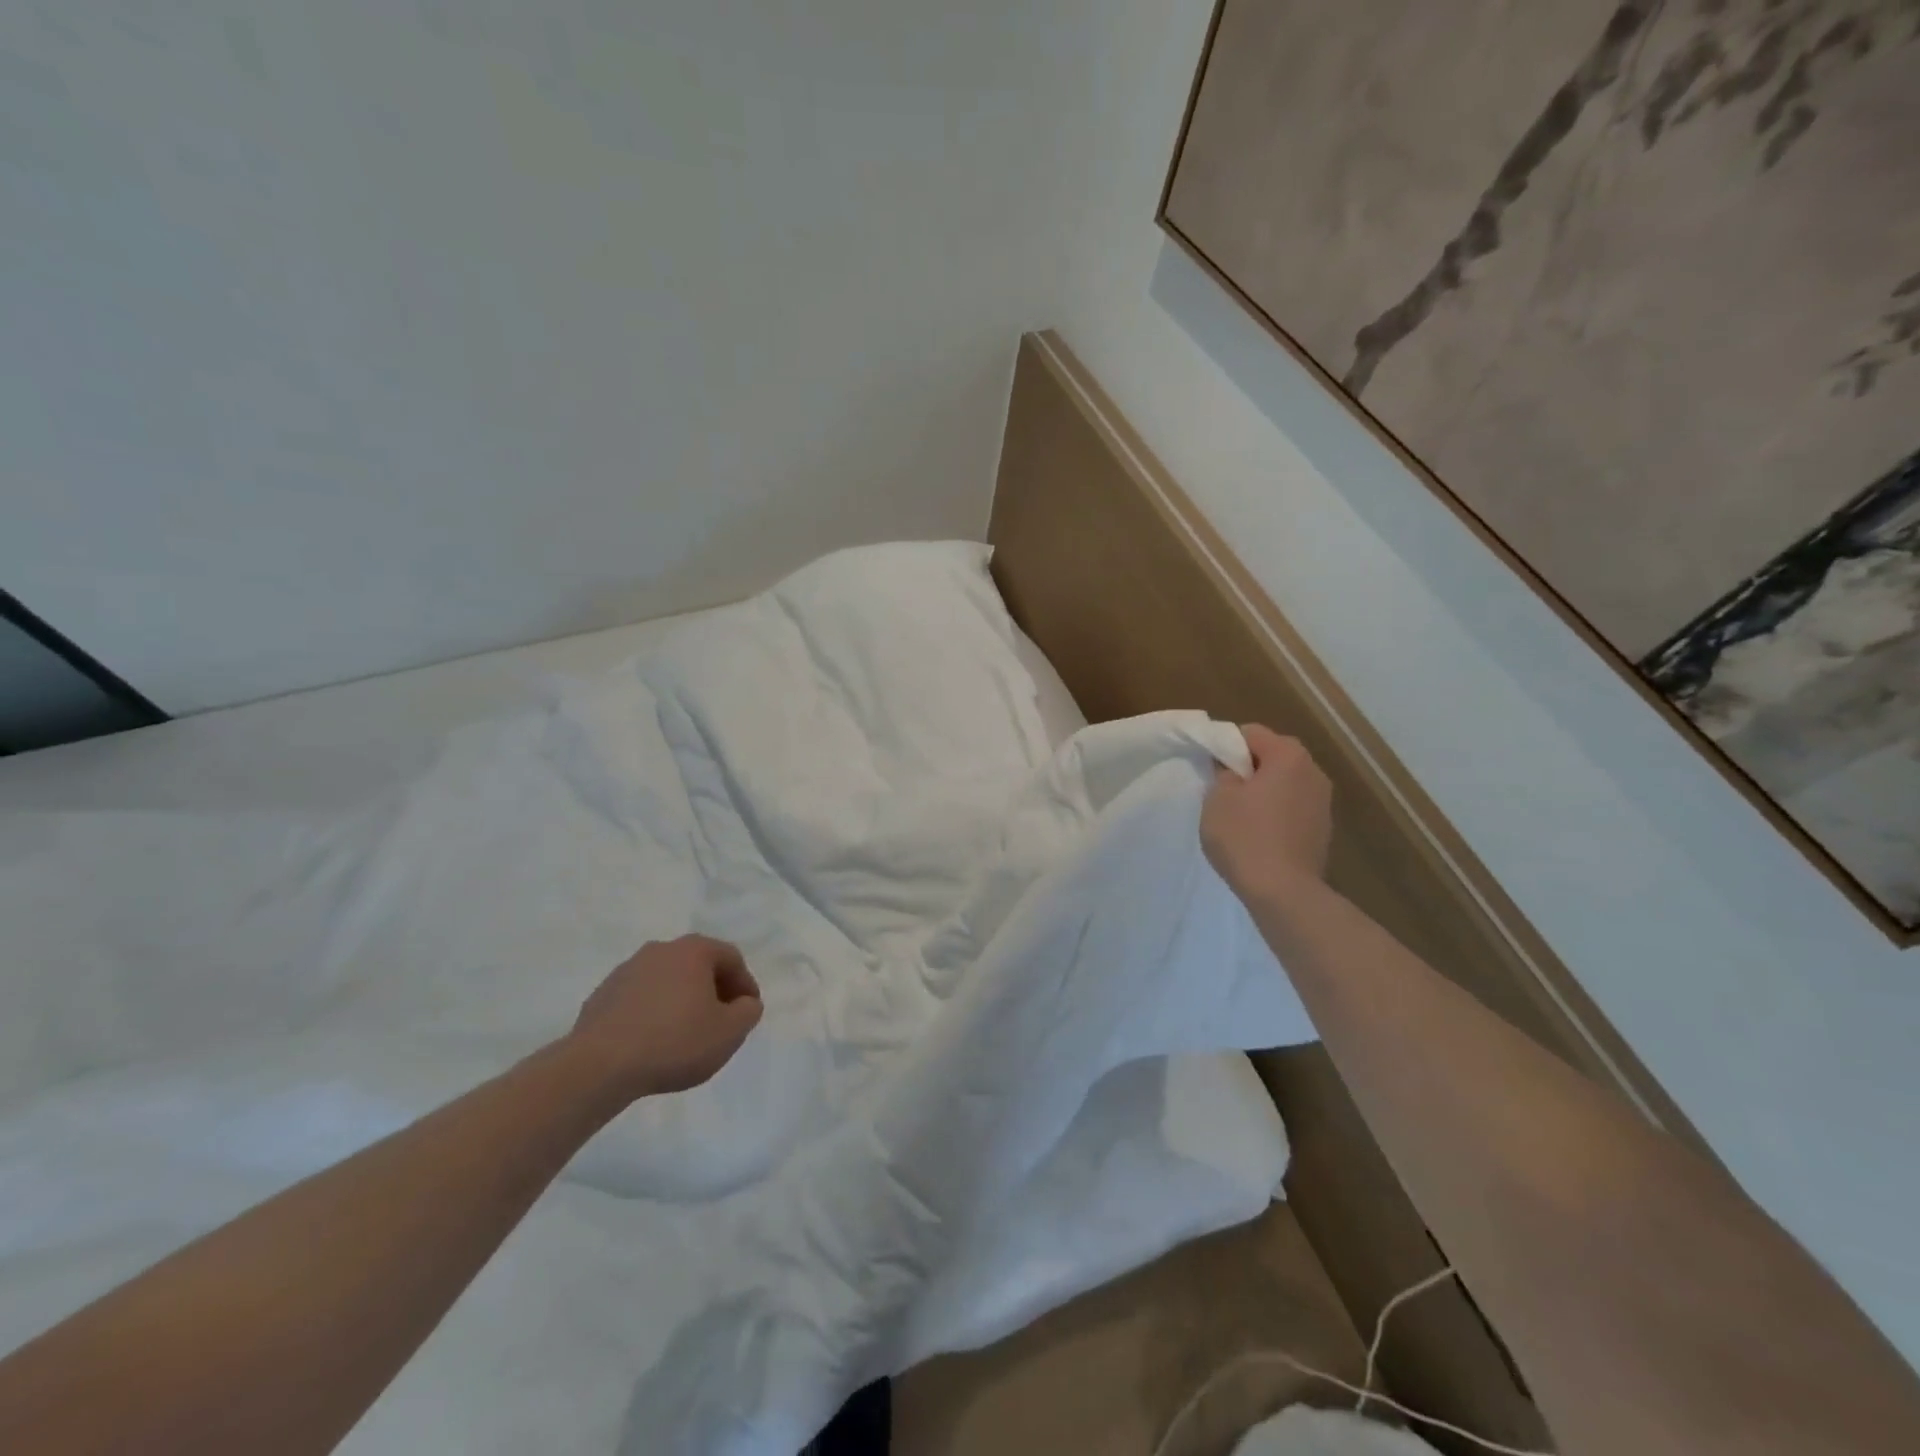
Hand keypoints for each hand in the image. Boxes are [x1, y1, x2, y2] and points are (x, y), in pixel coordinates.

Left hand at [565, 935, 762, 1100]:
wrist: (598, 1066)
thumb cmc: (674, 1042)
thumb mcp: (729, 1032)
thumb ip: (748, 1012)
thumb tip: (744, 1003)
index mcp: (693, 950)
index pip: (731, 959)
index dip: (745, 985)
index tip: (747, 1013)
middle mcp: (660, 950)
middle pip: (698, 965)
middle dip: (714, 991)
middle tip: (720, 1022)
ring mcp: (626, 970)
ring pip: (667, 981)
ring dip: (681, 1001)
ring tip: (684, 1035)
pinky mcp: (601, 995)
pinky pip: (639, 999)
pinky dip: (653, 1013)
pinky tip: (652, 1042)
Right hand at [1201, 725, 1333, 902]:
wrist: (1283, 891)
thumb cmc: (1245, 837)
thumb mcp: (1217, 798)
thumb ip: (1223, 772)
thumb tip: (1231, 769)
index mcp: (1288, 755)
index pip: (1250, 733)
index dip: (1226, 747)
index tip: (1210, 771)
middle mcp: (1313, 771)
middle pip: (1272, 755)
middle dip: (1247, 768)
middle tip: (1222, 793)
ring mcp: (1323, 801)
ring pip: (1284, 782)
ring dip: (1263, 791)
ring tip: (1240, 816)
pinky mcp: (1323, 828)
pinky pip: (1293, 807)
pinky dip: (1276, 812)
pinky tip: (1259, 835)